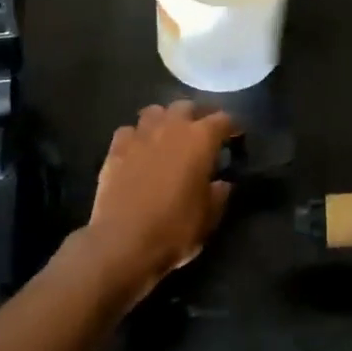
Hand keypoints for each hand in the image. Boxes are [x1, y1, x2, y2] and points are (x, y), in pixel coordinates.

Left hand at [80, 102, 235, 304]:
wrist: (122, 244)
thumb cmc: (174, 229)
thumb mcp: (209, 216)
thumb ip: (219, 193)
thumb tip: (221, 183)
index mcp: (201, 139)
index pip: (223, 119)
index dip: (232, 127)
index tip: (236, 137)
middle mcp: (172, 127)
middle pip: (187, 106)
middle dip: (196, 116)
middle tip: (200, 135)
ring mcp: (141, 135)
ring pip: (155, 111)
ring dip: (164, 120)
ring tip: (167, 136)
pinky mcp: (116, 148)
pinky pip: (129, 130)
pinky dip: (136, 136)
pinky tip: (138, 150)